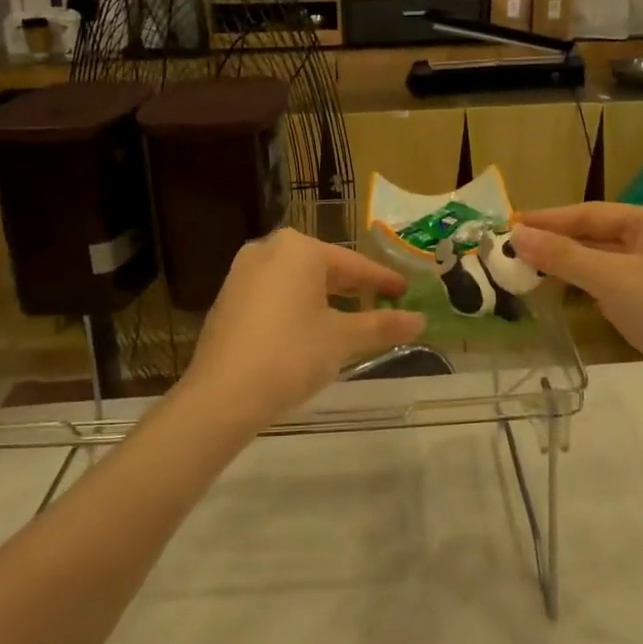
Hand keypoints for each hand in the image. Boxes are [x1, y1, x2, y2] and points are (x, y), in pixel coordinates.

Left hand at [183, 229, 425, 427]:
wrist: (222, 395)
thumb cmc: (291, 355)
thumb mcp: (342, 339)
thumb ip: (382, 325)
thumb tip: (420, 320)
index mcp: (299, 249)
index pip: (353, 264)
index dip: (383, 280)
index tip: (406, 290)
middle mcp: (268, 250)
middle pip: (323, 268)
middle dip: (352, 287)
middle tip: (382, 303)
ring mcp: (242, 273)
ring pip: (297, 281)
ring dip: (325, 298)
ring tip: (349, 319)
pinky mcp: (228, 299)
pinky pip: (274, 295)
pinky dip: (297, 307)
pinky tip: (310, 330)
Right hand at [512, 204, 642, 412]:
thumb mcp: (611, 278)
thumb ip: (563, 256)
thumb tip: (517, 235)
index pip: (591, 212)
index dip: (549, 219)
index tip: (512, 225)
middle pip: (600, 235)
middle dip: (559, 243)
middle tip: (517, 250)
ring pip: (608, 262)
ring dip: (574, 266)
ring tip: (534, 271)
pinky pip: (619, 287)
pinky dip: (592, 288)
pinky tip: (572, 297)